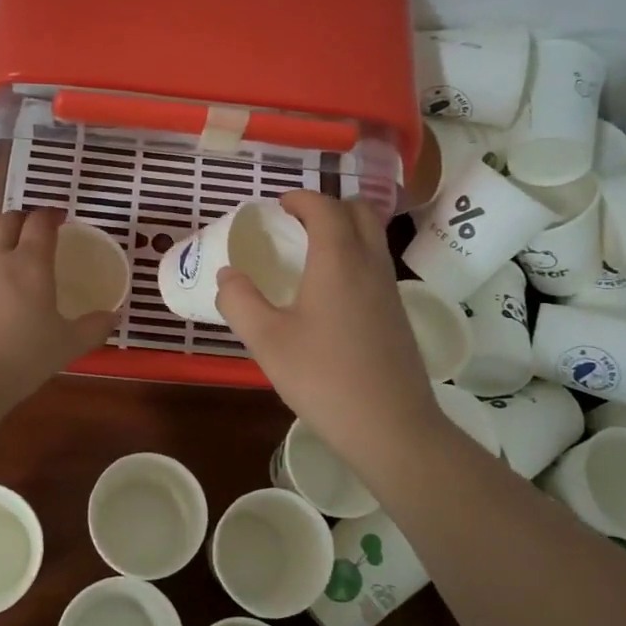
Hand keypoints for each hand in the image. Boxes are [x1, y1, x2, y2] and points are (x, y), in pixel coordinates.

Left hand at [0, 209, 121, 411]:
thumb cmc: (21, 358)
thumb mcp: (67, 346)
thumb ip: (94, 328)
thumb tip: (114, 316)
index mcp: (29, 264)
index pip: (39, 223)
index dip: (51, 215)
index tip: (61, 217)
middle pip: (7, 221)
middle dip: (24, 219)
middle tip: (37, 230)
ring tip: (10, 250)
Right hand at [214, 191, 446, 471]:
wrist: (391, 426)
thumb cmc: (324, 378)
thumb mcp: (267, 341)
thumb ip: (240, 302)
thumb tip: (228, 276)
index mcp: (338, 260)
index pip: (325, 208)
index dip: (301, 198)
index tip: (278, 205)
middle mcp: (370, 265)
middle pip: (360, 212)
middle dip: (329, 206)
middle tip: (297, 223)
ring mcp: (390, 290)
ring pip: (373, 238)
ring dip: (345, 231)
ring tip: (311, 253)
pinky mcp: (398, 314)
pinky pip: (376, 265)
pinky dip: (354, 257)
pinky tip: (330, 292)